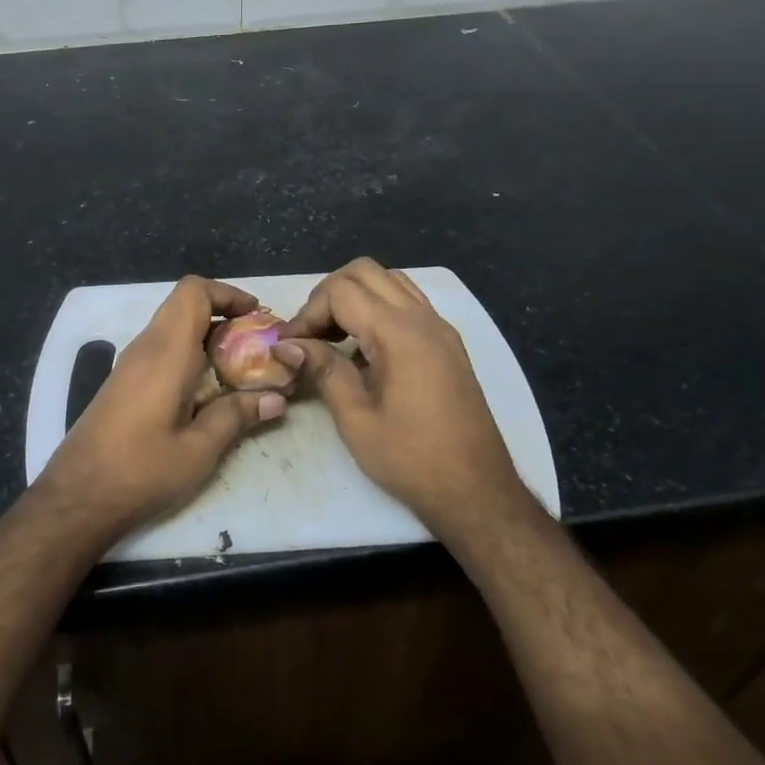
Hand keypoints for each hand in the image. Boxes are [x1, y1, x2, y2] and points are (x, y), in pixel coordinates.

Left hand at [41, 276, 287, 538]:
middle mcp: (146, 347)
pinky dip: (189, 355)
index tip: (256, 317)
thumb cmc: (140, 470)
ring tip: (240, 368)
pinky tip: (206, 392)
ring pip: (173, 328)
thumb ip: (237, 416)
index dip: (227, 293)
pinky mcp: (123, 383)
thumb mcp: (199, 450)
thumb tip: (276, 398)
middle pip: (184, 305)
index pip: (193, 291)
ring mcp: (130, 364)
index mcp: (166, 351)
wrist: (76, 497)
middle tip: (255, 345)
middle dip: (223, 315)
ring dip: (207, 337)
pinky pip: (161, 350)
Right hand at [274, 258, 521, 541]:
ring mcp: (440, 328)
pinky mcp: (448, 343)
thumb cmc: (412, 459)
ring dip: (355, 296)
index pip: (341, 291)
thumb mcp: (356, 419)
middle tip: (310, 335)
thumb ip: (323, 370)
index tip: (290, 346)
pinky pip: (408, 301)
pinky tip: (365, 347)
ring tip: (334, 336)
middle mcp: (423, 319)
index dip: (308, 312)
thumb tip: (287, 345)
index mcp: (400, 334)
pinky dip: (379, 308)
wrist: (477, 491)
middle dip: (328, 295)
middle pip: (365, 272)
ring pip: (389, 280)